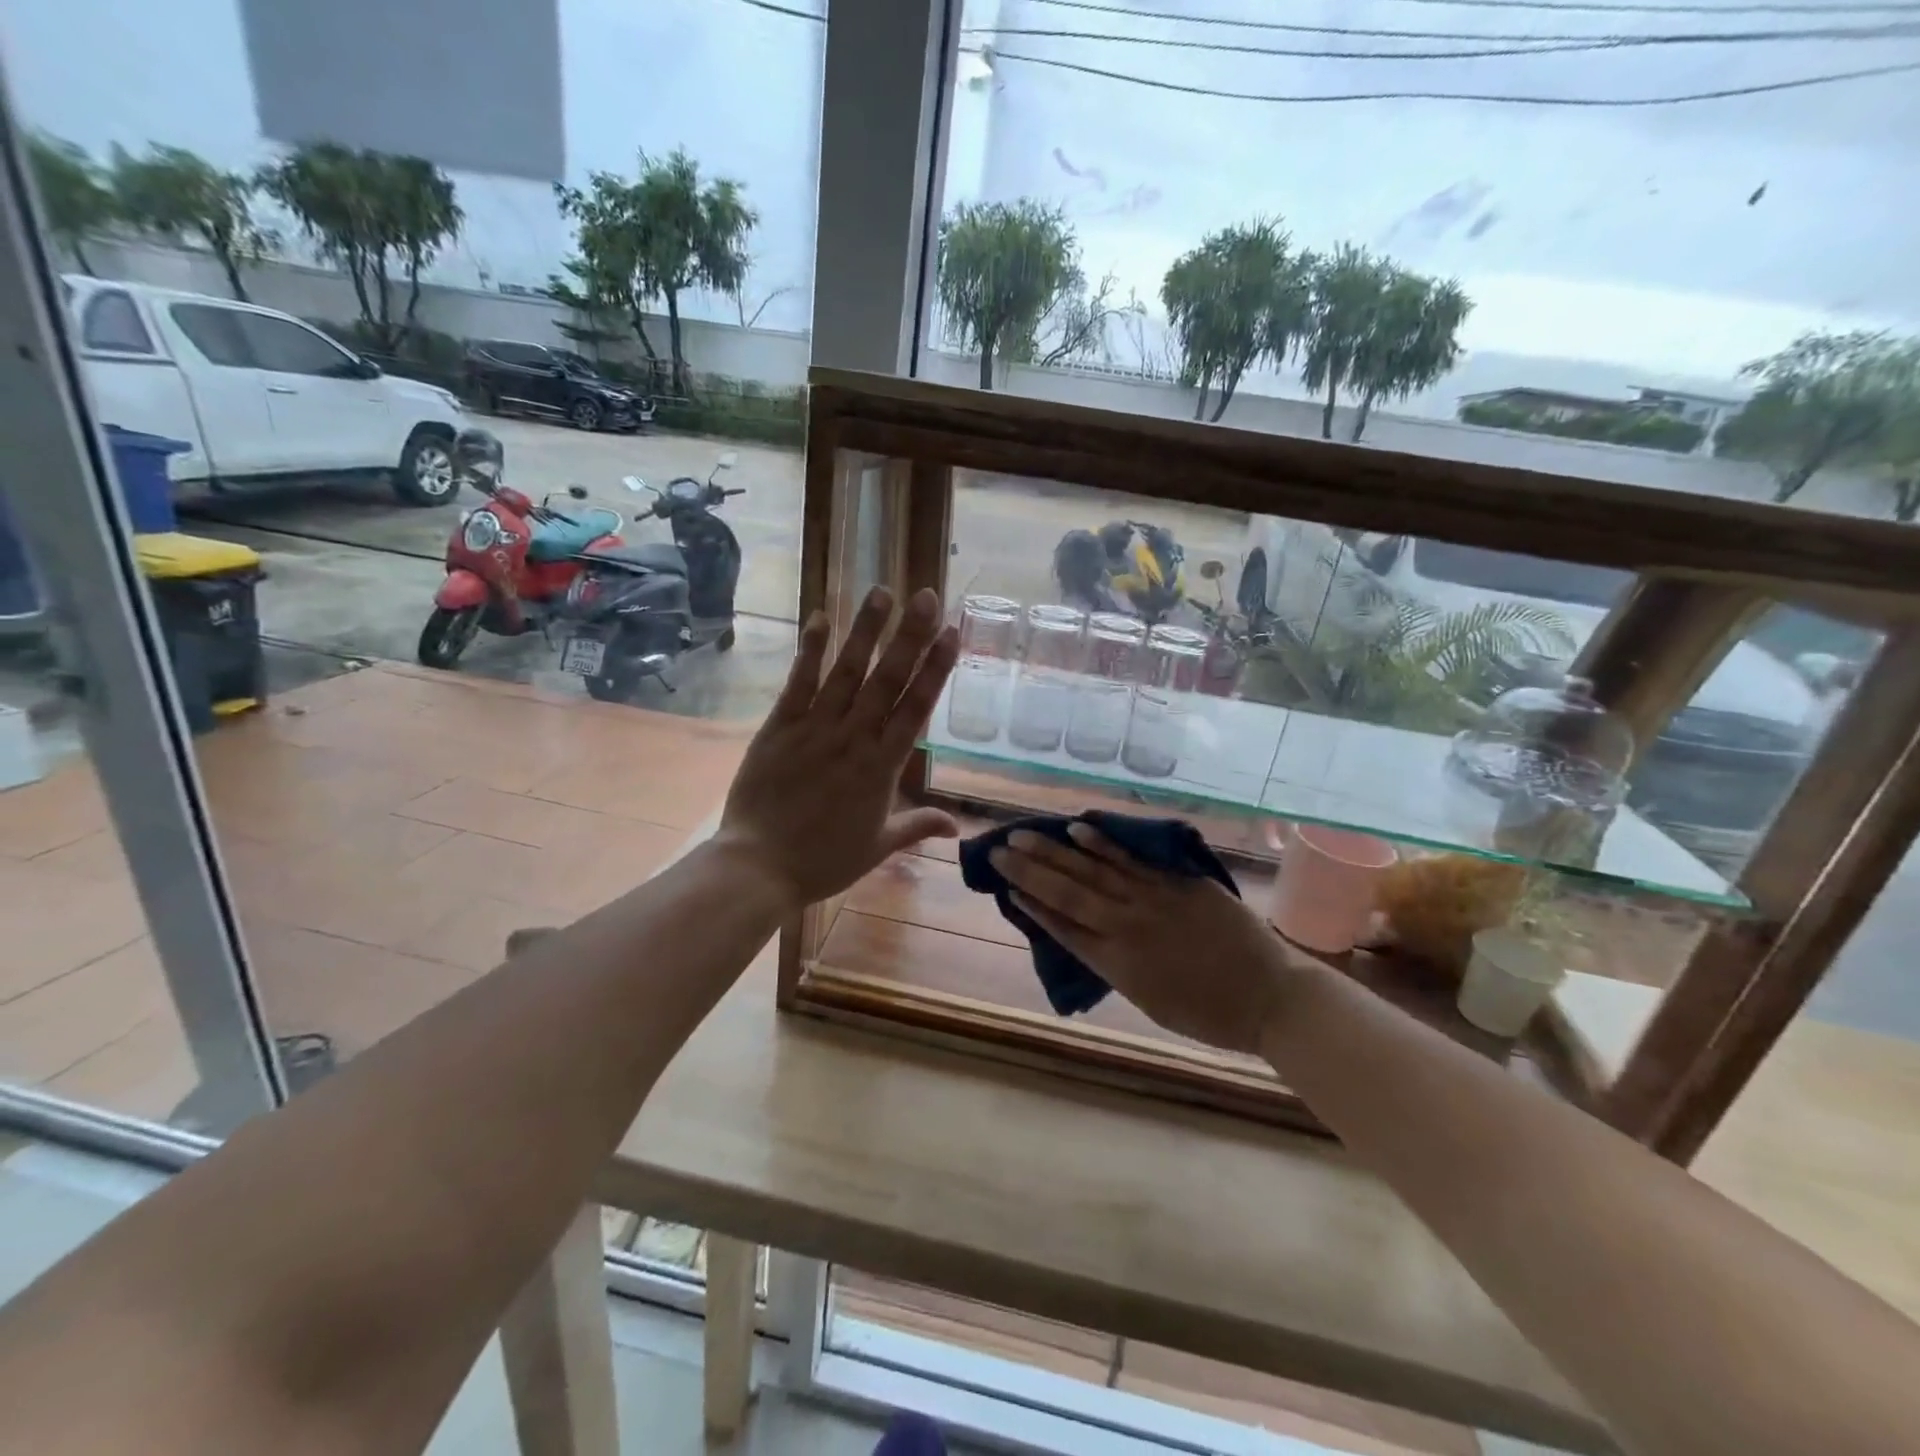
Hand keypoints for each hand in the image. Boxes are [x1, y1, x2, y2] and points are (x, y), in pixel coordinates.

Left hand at [717, 585, 959, 908]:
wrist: (759, 867)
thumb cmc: (824, 860)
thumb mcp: (879, 846)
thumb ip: (918, 825)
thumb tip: (958, 827)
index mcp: (882, 767)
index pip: (916, 708)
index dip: (935, 668)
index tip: (951, 633)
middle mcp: (854, 739)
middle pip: (887, 680)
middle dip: (909, 636)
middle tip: (925, 596)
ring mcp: (815, 729)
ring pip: (846, 672)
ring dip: (866, 631)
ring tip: (882, 592)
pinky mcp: (779, 727)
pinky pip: (798, 683)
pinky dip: (810, 651)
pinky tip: (821, 618)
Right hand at [991, 823, 1319, 1054]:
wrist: (1270, 997)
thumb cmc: (1209, 1013)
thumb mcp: (1149, 1002)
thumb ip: (1115, 966)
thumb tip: (1085, 936)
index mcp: (1116, 964)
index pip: (1062, 927)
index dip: (1032, 906)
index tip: (1006, 887)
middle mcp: (1125, 927)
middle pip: (1067, 893)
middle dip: (1029, 871)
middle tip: (998, 850)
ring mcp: (1151, 900)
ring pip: (1092, 871)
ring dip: (1054, 851)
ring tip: (1023, 834)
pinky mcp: (1176, 882)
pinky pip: (1131, 859)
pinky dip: (1103, 844)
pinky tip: (1077, 828)